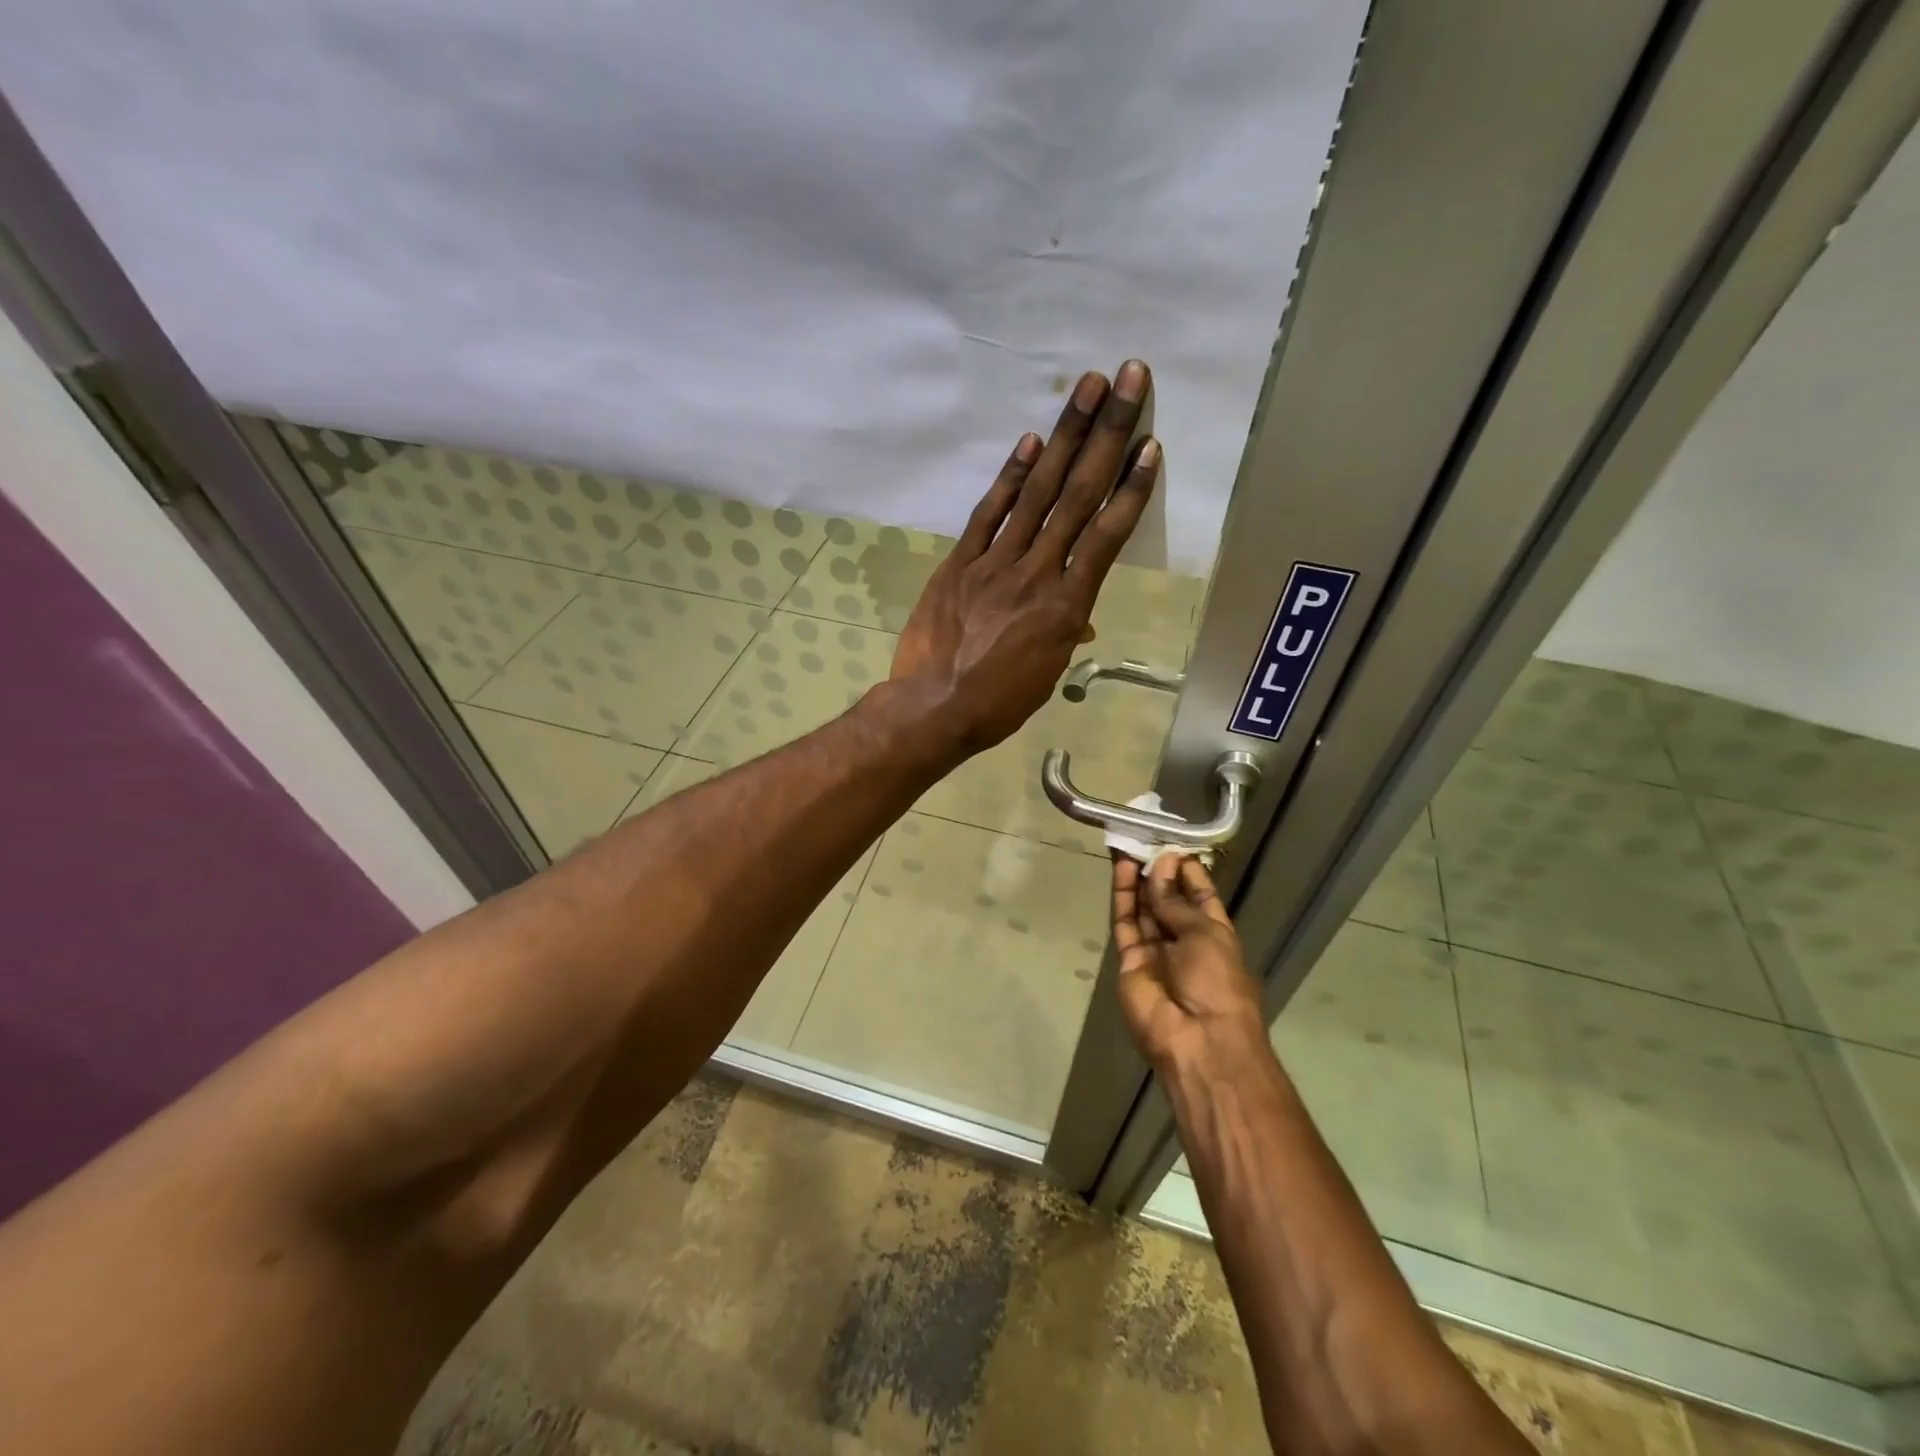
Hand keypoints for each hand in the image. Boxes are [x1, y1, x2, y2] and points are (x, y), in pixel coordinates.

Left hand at [890, 361, 1160, 753]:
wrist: (934, 708)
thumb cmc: (997, 703)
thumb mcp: (1045, 673)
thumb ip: (1063, 633)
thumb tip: (1078, 617)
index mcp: (1067, 607)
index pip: (1107, 536)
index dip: (1130, 488)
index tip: (1149, 445)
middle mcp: (1038, 572)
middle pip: (1078, 496)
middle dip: (1106, 434)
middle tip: (1128, 380)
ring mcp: (996, 563)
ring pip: (1037, 493)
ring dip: (1064, 436)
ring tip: (1086, 388)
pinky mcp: (960, 563)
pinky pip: (988, 514)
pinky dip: (1009, 477)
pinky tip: (1030, 443)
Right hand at [1112, 854, 1269, 1075]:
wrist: (1197, 1041)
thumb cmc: (1217, 982)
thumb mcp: (1206, 933)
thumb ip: (1175, 901)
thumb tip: (1160, 867)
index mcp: (1214, 935)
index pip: (1199, 896)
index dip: (1186, 872)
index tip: (1171, 845)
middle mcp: (1184, 942)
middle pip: (1167, 901)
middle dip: (1157, 872)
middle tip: (1144, 839)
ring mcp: (1155, 953)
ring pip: (1143, 908)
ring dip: (1138, 879)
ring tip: (1129, 846)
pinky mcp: (1129, 962)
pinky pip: (1125, 924)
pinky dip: (1123, 897)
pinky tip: (1122, 870)